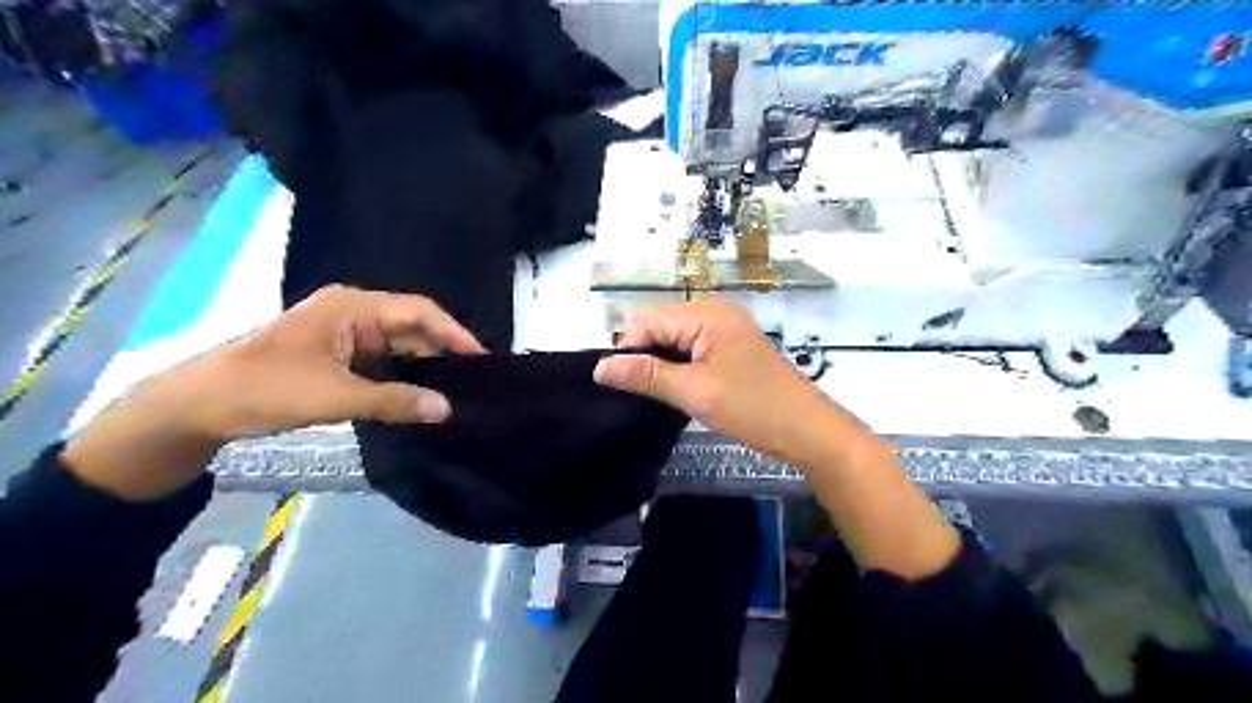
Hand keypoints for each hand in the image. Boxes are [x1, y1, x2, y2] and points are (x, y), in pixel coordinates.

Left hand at [182, 280, 483, 435]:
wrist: (199, 406)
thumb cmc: (266, 388)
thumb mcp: (335, 396)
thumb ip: (395, 401)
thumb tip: (447, 410)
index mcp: (352, 306)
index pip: (419, 312)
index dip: (454, 333)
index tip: (481, 359)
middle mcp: (352, 312)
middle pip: (411, 327)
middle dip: (442, 351)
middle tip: (474, 380)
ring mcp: (344, 333)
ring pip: (398, 346)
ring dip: (422, 367)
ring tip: (455, 390)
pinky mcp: (336, 354)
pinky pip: (382, 360)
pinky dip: (401, 376)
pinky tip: (419, 395)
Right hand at [595, 295, 960, 581]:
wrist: (809, 430)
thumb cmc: (753, 408)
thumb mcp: (694, 392)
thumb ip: (646, 376)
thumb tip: (600, 367)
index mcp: (707, 313)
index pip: (647, 318)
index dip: (630, 348)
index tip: (627, 384)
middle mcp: (715, 311)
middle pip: (660, 324)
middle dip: (647, 355)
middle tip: (648, 393)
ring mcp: (726, 327)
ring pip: (675, 337)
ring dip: (663, 363)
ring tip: (664, 393)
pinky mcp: (732, 345)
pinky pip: (693, 346)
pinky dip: (681, 365)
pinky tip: (683, 388)